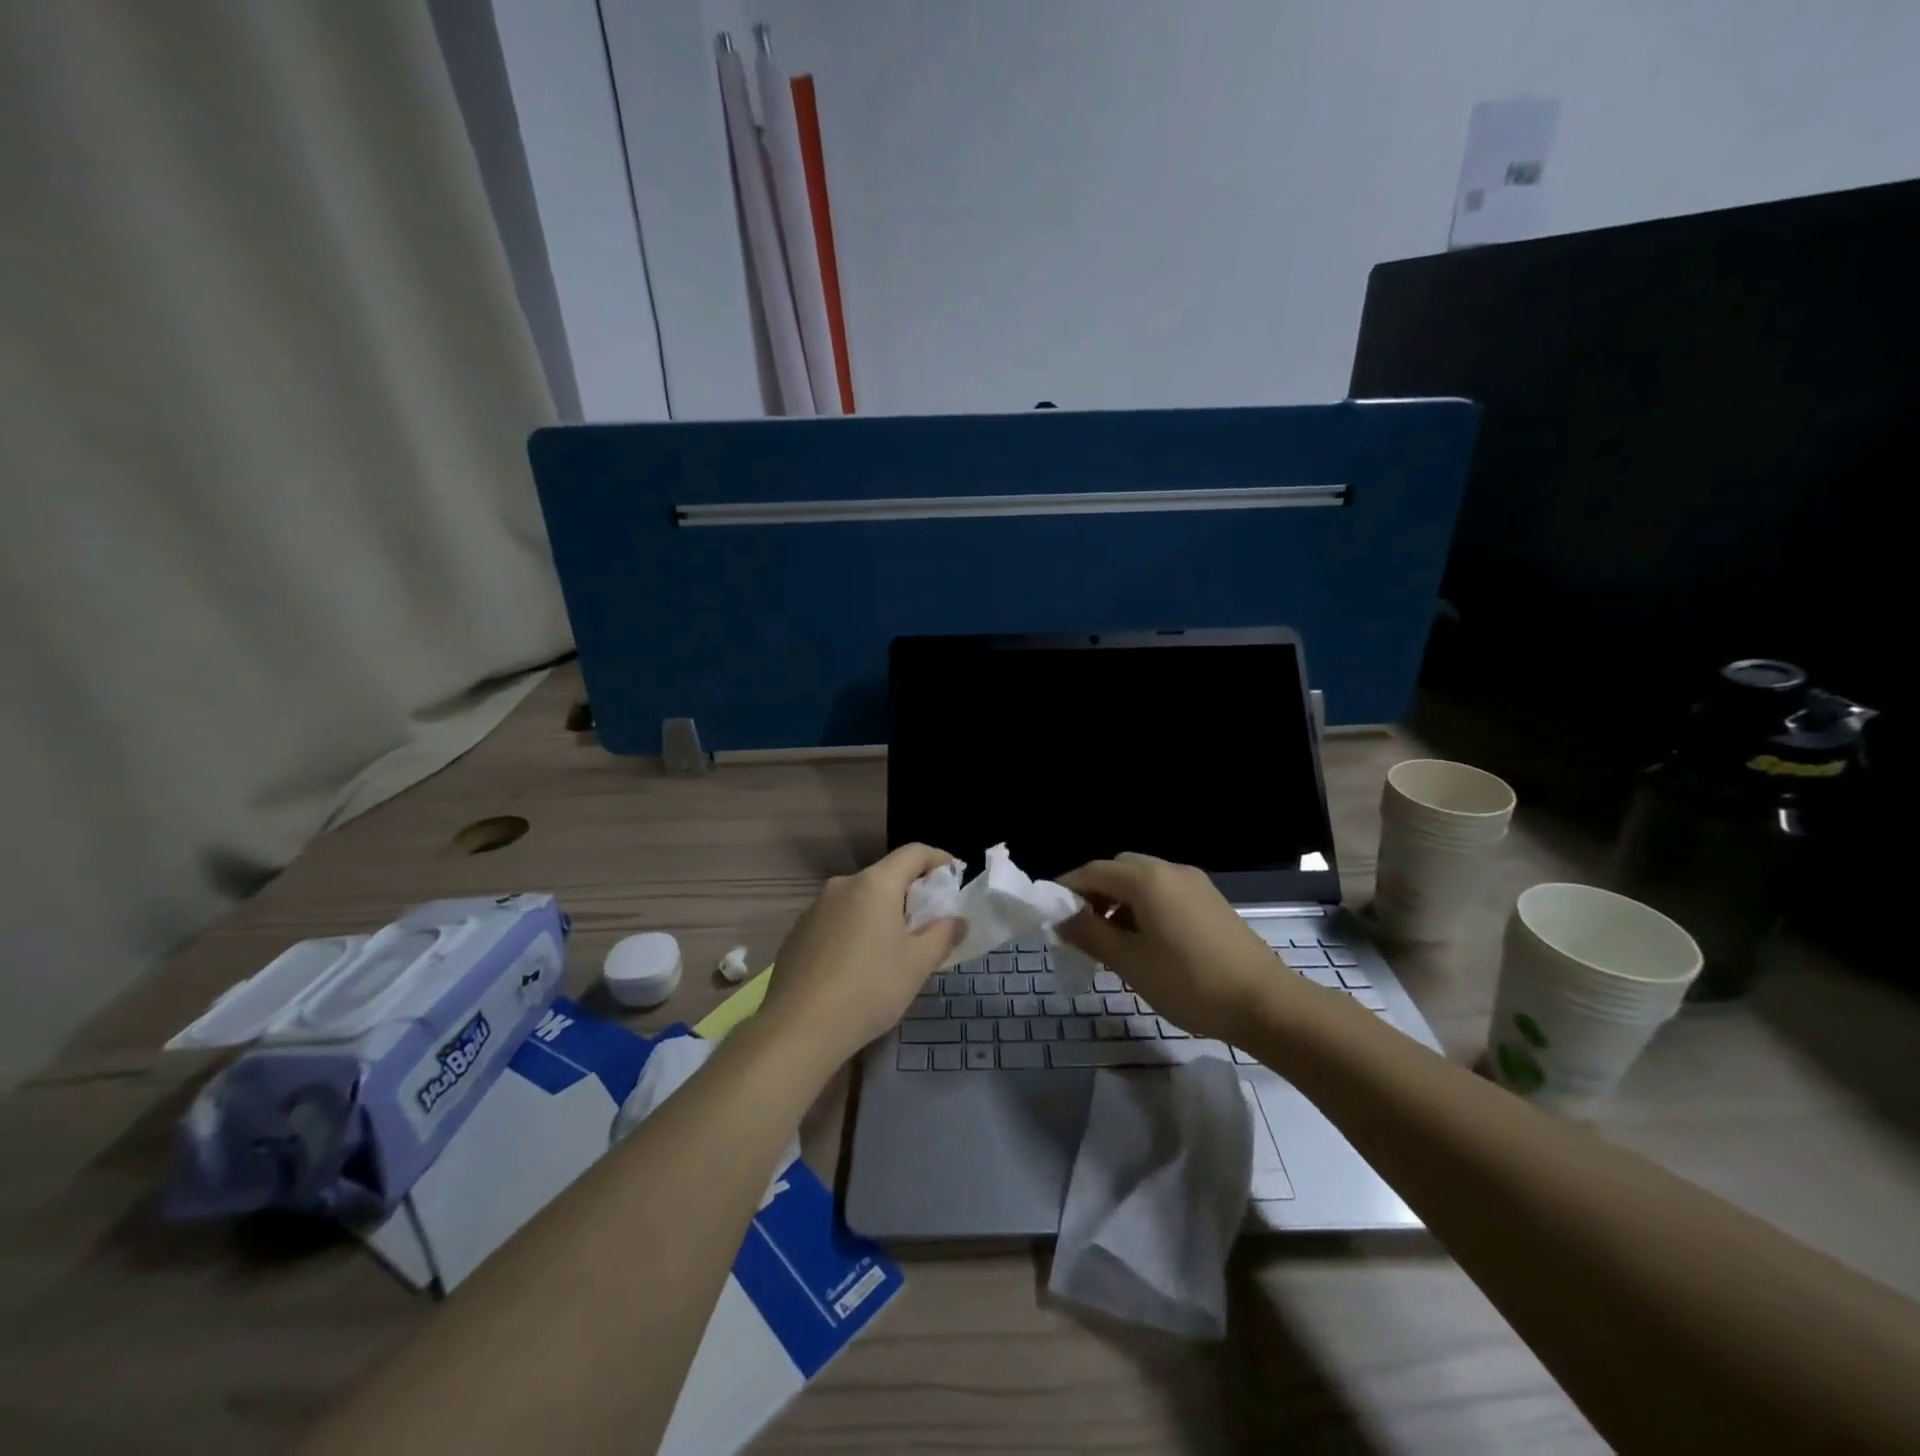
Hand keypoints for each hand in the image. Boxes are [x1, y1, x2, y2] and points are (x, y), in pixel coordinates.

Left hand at [760, 844, 964, 1064]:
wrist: (799, 1028)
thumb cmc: (869, 988)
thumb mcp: (918, 964)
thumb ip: (943, 935)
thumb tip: (957, 920)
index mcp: (875, 884)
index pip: (913, 853)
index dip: (938, 859)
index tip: (954, 876)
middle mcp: (842, 885)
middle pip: (885, 876)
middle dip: (910, 892)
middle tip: (928, 922)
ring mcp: (814, 908)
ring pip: (858, 899)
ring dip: (880, 913)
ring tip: (892, 948)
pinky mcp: (797, 933)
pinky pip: (836, 920)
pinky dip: (855, 930)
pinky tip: (857, 966)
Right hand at [1059, 853, 1293, 1043]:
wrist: (1265, 1003)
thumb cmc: (1189, 982)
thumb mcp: (1129, 962)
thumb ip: (1090, 934)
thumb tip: (1062, 919)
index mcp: (1146, 879)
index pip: (1092, 871)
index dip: (1066, 890)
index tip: (1050, 916)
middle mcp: (1169, 869)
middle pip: (1118, 870)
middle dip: (1093, 894)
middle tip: (1081, 929)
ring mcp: (1194, 883)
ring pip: (1142, 881)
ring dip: (1119, 901)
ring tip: (1110, 941)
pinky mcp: (1210, 900)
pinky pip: (1164, 892)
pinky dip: (1143, 907)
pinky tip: (1144, 942)